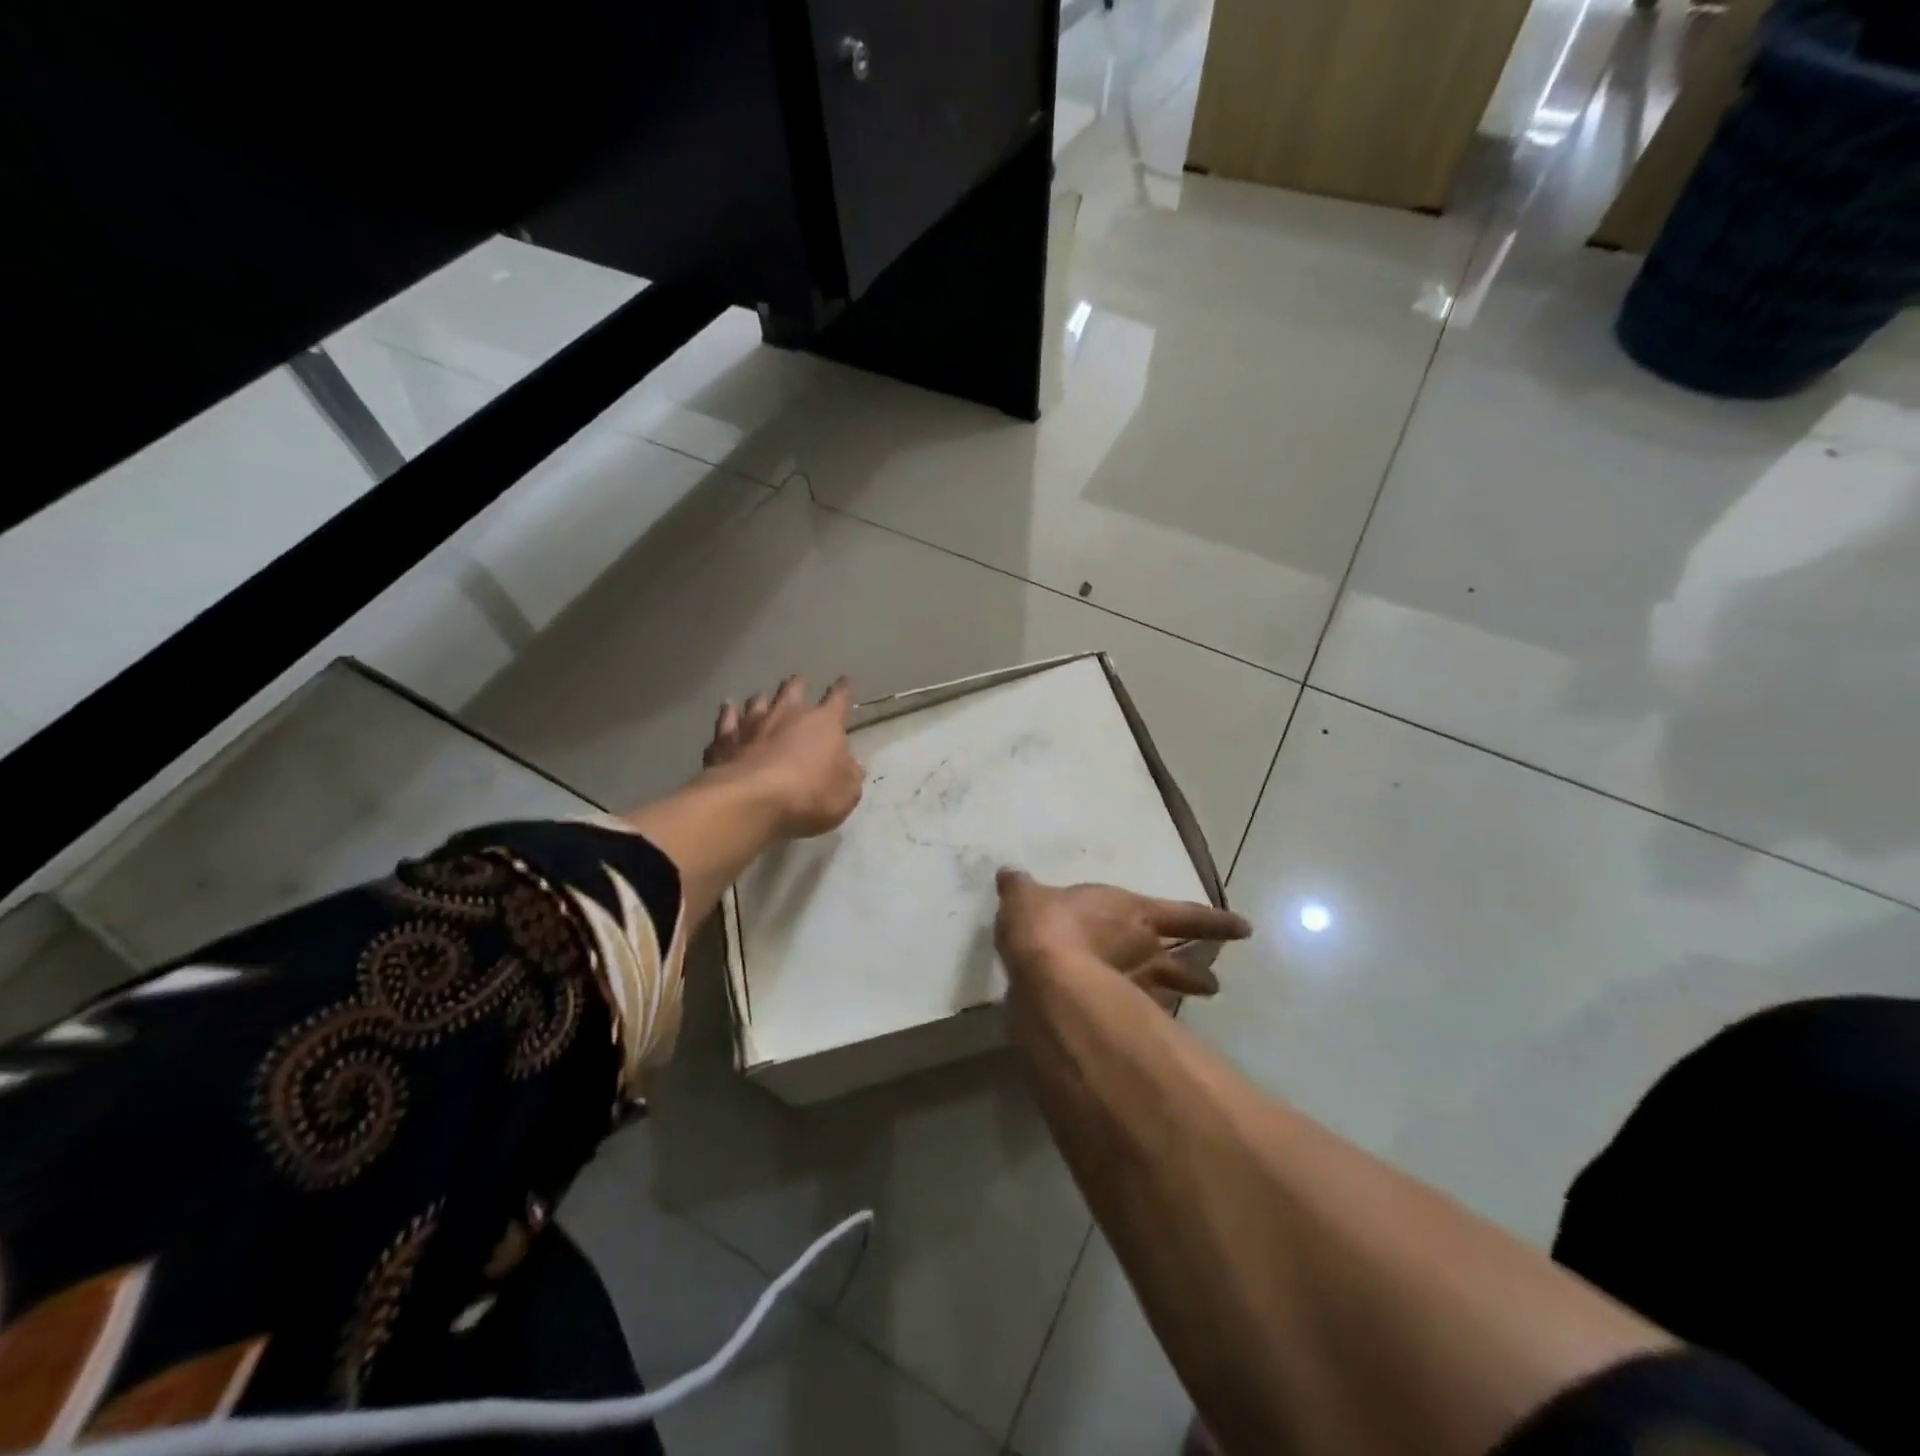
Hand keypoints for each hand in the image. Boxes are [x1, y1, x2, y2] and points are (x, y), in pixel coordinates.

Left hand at [703, 676, 864, 837]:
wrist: (752, 800)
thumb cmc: (810, 794)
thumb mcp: (846, 792)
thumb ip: (850, 775)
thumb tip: (851, 765)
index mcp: (824, 723)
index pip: (838, 698)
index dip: (843, 689)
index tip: (845, 680)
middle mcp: (788, 714)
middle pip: (793, 690)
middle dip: (797, 685)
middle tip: (798, 681)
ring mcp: (753, 724)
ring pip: (758, 701)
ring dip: (762, 698)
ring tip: (762, 696)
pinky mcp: (725, 740)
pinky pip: (727, 720)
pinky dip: (728, 713)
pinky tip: (727, 707)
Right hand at [994, 869, 1250, 998]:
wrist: (1047, 977)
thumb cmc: (1047, 924)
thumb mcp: (1025, 897)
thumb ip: (1021, 888)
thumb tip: (1009, 873)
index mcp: (1132, 913)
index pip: (1186, 915)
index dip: (1216, 922)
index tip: (1245, 929)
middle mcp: (1143, 949)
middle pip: (1182, 961)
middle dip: (1198, 971)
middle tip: (1214, 982)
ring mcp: (1134, 987)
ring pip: (1170, 992)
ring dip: (1185, 996)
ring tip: (1198, 1003)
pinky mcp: (1118, 1017)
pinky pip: (1141, 1017)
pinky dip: (1146, 1022)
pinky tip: (1146, 1031)